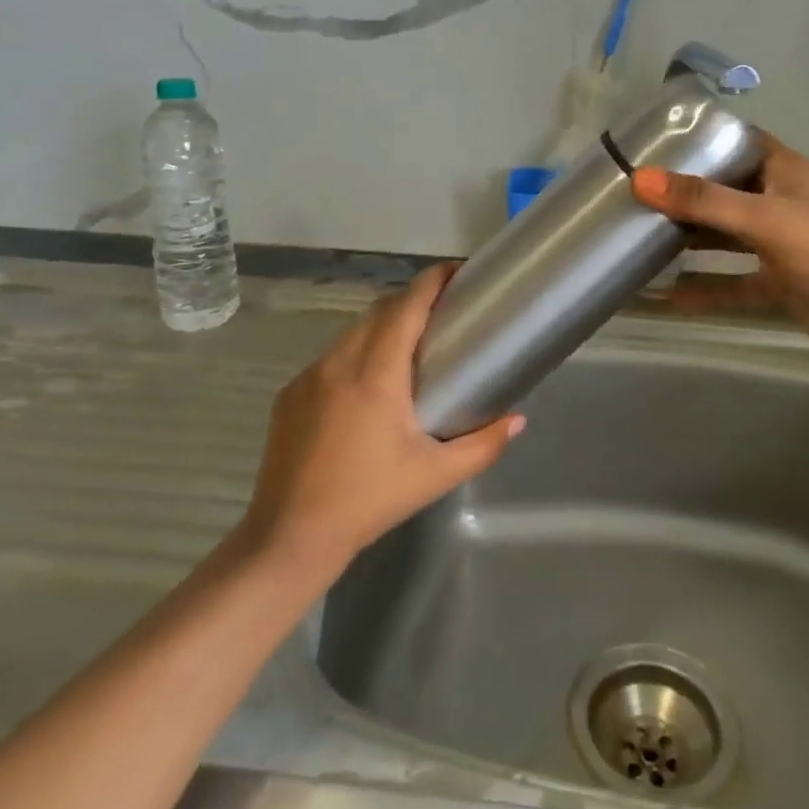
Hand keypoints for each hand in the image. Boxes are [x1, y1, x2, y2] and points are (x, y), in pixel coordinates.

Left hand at [239, 265, 524, 570]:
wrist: (289, 536)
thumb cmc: (369, 500)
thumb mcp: (435, 475)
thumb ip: (483, 445)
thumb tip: (518, 419)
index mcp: (376, 374)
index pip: (407, 306)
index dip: (432, 281)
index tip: (457, 272)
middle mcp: (339, 362)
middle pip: (380, 311)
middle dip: (412, 300)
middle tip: (444, 313)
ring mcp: (309, 376)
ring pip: (353, 333)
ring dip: (383, 327)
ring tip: (410, 348)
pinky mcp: (290, 393)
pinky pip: (330, 358)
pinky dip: (356, 355)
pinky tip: (367, 388)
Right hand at [630, 134, 808, 374]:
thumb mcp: (764, 219)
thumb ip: (703, 201)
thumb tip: (640, 179)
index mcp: (785, 172)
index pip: (740, 142)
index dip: (704, 138)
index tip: (657, 141)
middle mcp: (782, 203)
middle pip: (727, 190)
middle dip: (686, 193)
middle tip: (636, 193)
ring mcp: (782, 245)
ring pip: (727, 237)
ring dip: (692, 240)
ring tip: (641, 237)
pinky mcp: (782, 283)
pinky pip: (735, 282)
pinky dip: (707, 289)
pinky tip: (669, 297)